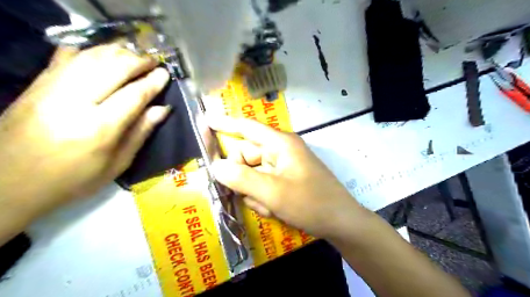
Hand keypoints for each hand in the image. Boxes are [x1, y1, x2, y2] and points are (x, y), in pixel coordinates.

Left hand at [0, 44, 169, 220]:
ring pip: (89, 57)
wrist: (9, 183)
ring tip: (133, 55)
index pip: (133, 95)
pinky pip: (64, 57)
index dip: (152, 82)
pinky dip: (89, 51)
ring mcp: (50, 90)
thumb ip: (141, 132)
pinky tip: (103, 55)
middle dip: (137, 61)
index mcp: (98, 129)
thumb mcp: (117, 163)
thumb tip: (162, 109)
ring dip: (116, 52)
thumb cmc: (74, 179)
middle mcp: (73, 103)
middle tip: (152, 61)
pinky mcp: (35, 85)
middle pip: (111, 68)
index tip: (165, 73)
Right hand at [209, 116, 369, 238]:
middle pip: (245, 157)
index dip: (225, 123)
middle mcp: (280, 151)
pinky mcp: (284, 180)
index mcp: (280, 144)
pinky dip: (263, 199)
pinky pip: (262, 185)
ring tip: (270, 207)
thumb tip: (216, 167)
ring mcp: (282, 167)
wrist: (340, 223)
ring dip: (255, 193)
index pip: (247, 128)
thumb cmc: (311, 203)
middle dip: (243, 178)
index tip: (204, 120)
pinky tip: (275, 210)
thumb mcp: (273, 193)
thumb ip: (241, 179)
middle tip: (250, 196)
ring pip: (252, 175)